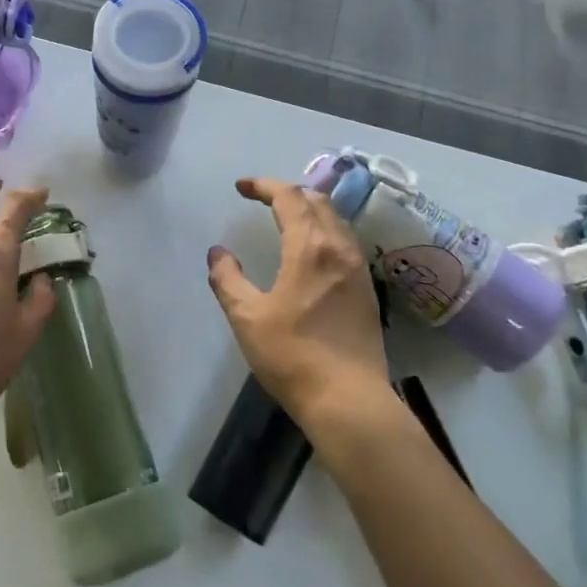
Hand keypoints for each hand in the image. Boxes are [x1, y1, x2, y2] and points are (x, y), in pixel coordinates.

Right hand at [207, 177, 389, 427]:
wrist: (348, 400)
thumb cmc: (292, 356)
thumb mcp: (247, 317)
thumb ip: (228, 279)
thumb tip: (218, 253)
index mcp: (310, 248)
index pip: (289, 197)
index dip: (264, 185)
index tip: (241, 187)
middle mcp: (340, 249)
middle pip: (318, 202)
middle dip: (289, 192)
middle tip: (263, 199)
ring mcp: (359, 269)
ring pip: (336, 220)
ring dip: (310, 209)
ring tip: (286, 218)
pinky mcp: (367, 289)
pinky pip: (346, 241)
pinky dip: (325, 230)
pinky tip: (312, 250)